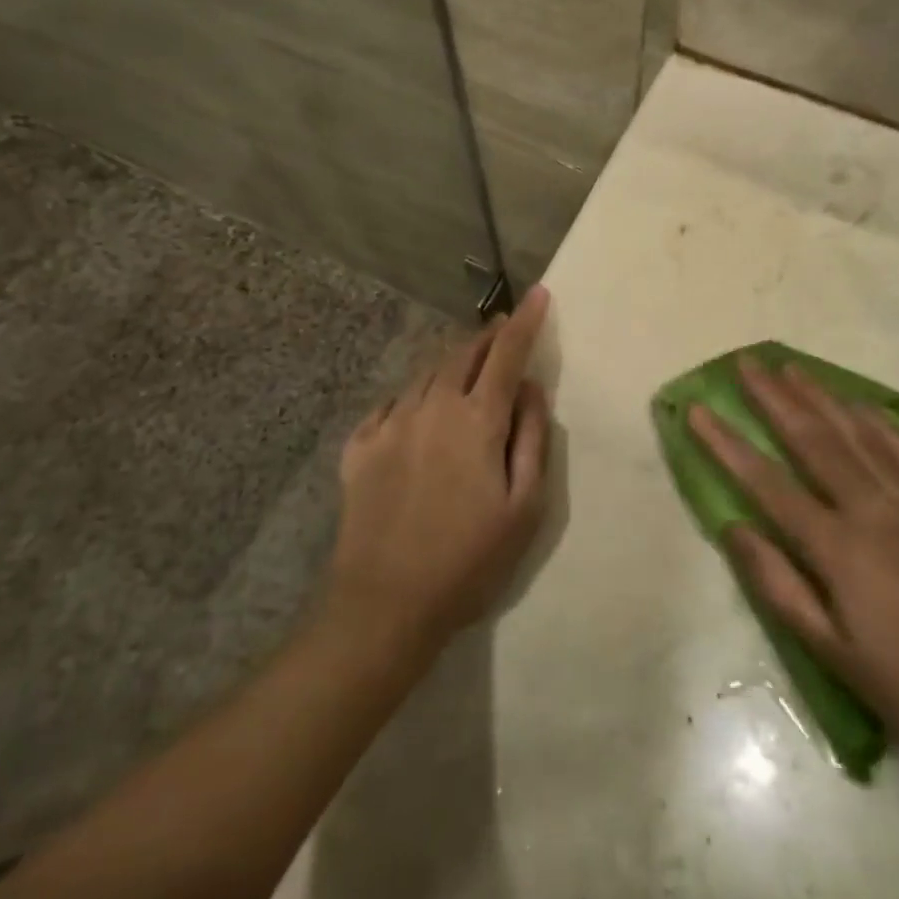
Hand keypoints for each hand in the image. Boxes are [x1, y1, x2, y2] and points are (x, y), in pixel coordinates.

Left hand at [326, 286, 552, 653]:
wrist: (384, 604)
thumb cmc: (469, 561)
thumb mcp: (524, 508)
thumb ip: (531, 439)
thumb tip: (531, 389)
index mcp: (476, 421)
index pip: (506, 354)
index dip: (525, 322)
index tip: (539, 294)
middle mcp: (431, 408)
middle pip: (462, 355)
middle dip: (487, 336)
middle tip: (503, 329)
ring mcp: (389, 425)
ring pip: (426, 376)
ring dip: (451, 363)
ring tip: (466, 364)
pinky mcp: (359, 448)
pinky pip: (390, 404)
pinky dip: (412, 395)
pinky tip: (416, 407)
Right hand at [690, 358, 898, 780]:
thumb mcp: (832, 651)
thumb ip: (779, 584)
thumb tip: (735, 527)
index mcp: (839, 547)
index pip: (768, 483)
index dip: (727, 444)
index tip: (698, 410)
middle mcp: (873, 510)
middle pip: (814, 439)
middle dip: (775, 398)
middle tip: (747, 363)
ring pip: (859, 433)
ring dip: (821, 396)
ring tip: (793, 368)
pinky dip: (879, 421)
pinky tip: (862, 404)